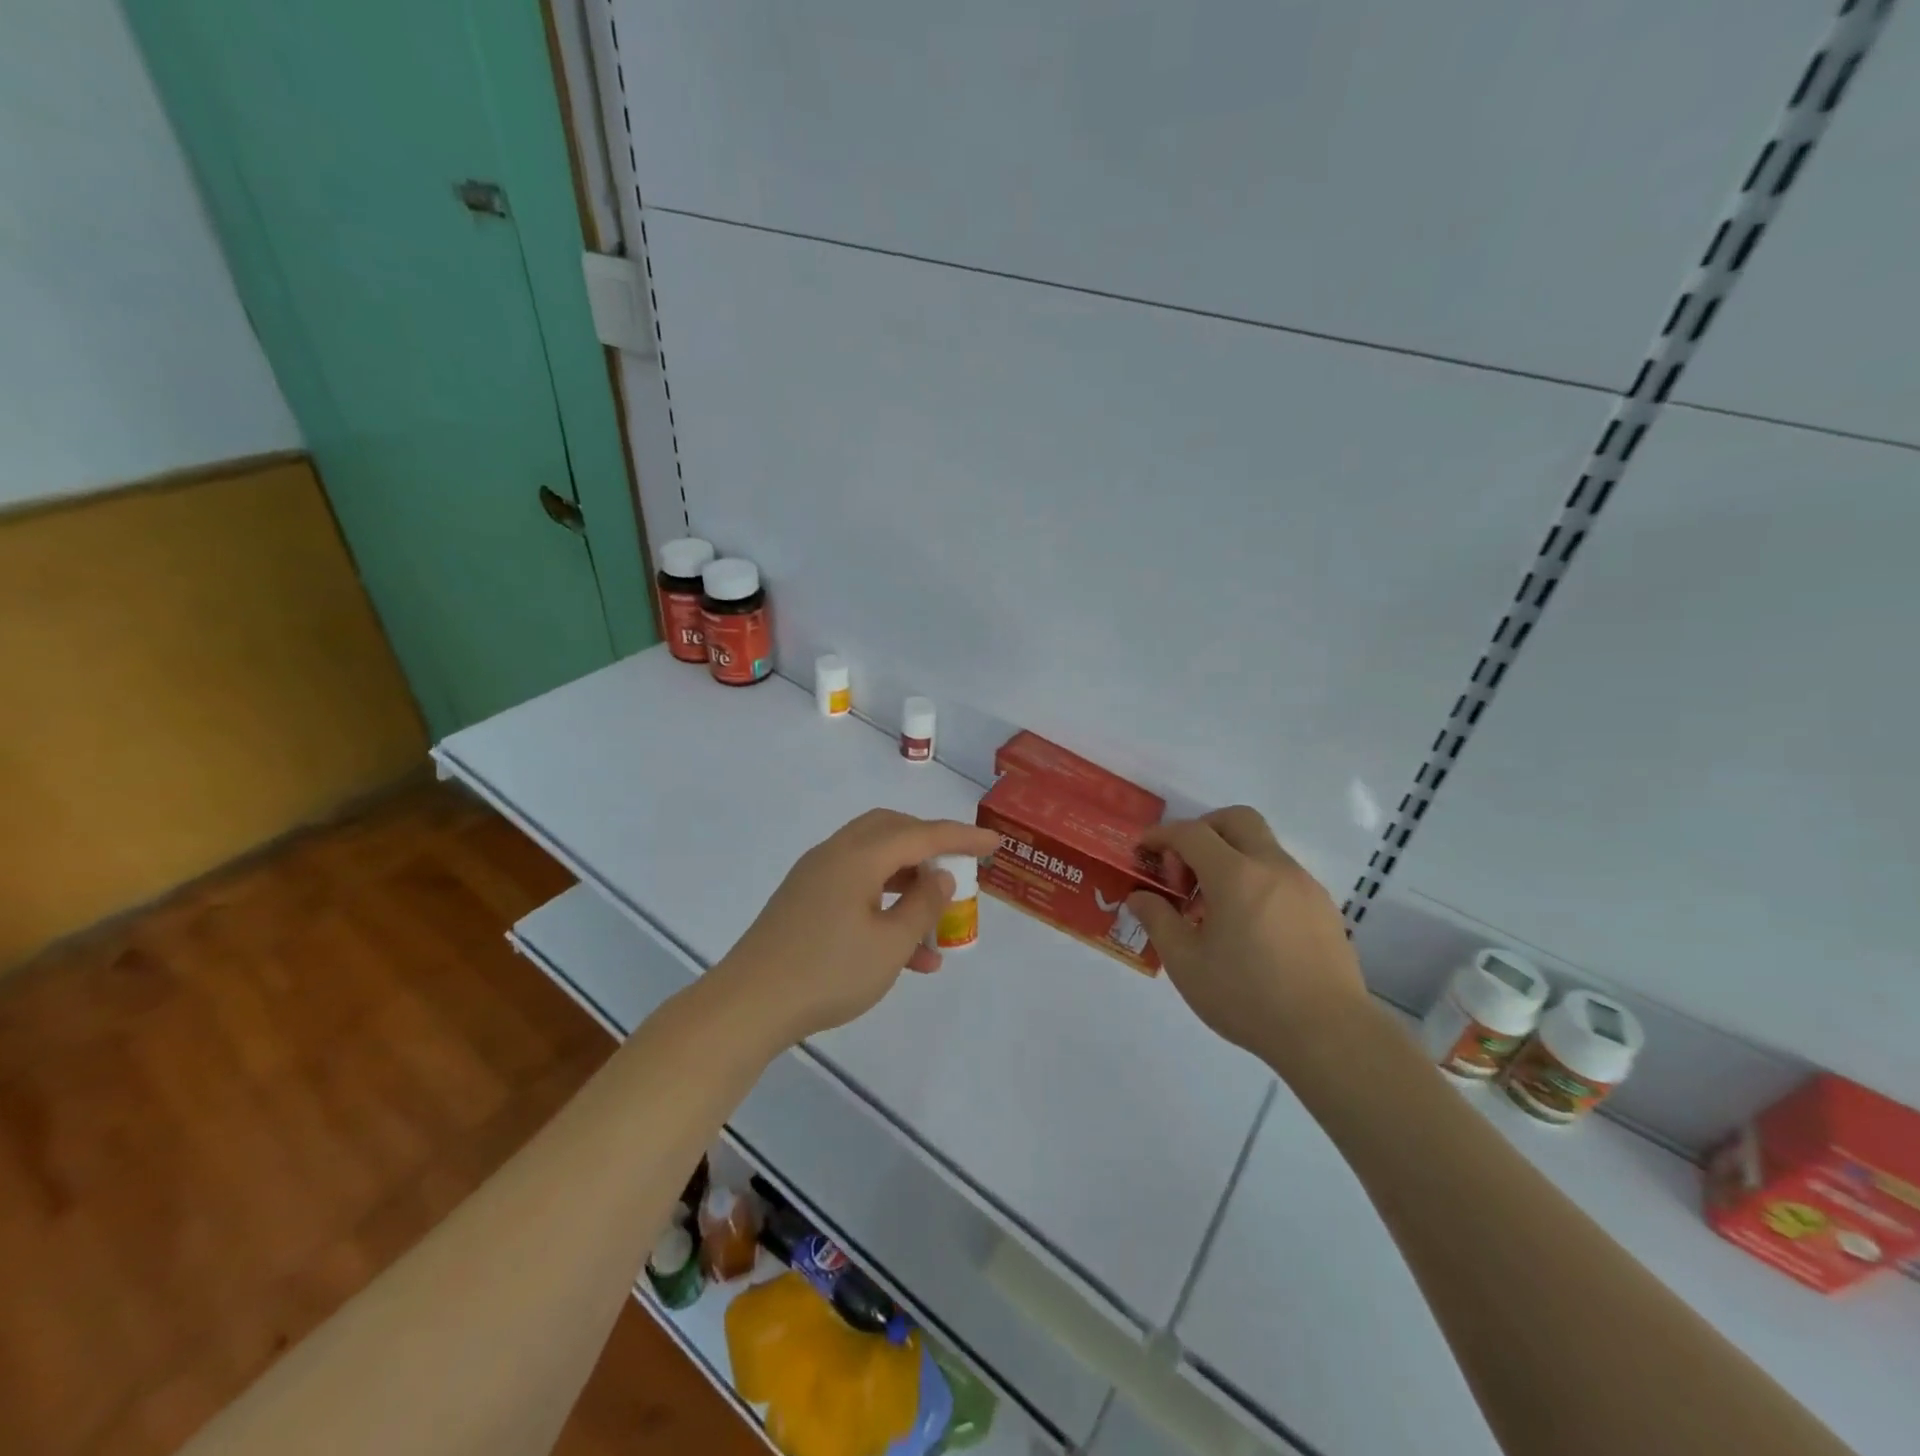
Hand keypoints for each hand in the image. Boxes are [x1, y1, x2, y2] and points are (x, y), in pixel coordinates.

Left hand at [715, 808, 1000, 1046]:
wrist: (748, 1005)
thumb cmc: (828, 972)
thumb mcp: (890, 944)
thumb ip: (923, 905)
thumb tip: (941, 876)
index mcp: (858, 856)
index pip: (922, 834)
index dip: (962, 836)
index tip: (995, 843)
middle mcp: (835, 854)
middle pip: (892, 832)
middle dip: (930, 846)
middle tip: (958, 866)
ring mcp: (815, 877)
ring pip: (874, 862)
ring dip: (908, 883)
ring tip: (938, 923)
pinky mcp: (804, 901)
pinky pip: (855, 888)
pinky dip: (884, 905)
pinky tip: (906, 953)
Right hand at [1126, 806, 1367, 1070]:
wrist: (1330, 1034)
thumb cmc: (1248, 997)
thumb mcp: (1186, 963)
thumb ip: (1159, 921)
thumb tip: (1140, 896)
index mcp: (1236, 875)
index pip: (1191, 833)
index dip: (1161, 835)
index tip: (1143, 852)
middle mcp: (1273, 867)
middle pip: (1235, 819)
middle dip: (1202, 830)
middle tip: (1184, 868)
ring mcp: (1304, 884)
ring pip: (1261, 846)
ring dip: (1230, 857)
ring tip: (1213, 907)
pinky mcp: (1323, 907)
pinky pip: (1281, 874)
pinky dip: (1256, 880)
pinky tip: (1248, 926)